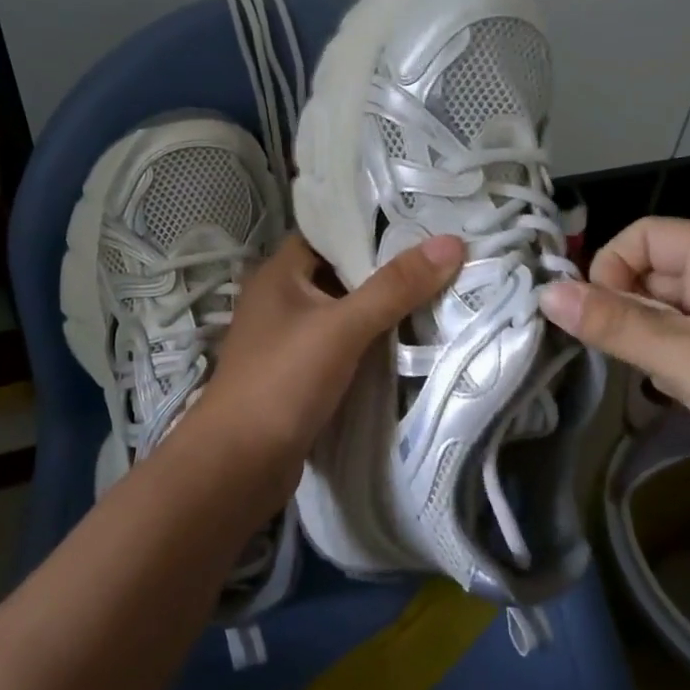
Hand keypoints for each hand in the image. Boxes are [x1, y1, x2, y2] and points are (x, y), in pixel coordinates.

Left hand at [197, 231, 464, 469]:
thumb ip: (395, 287)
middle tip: (441, 260)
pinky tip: (407, 343)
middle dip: (386, 269)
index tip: (422, 223)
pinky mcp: (299, 374)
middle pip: (341, 272)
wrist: (237, 467)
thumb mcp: (342, 327)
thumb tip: (451, 243)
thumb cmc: (283, 382)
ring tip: (437, 294)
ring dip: (381, 309)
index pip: (329, 232)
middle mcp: (281, 299)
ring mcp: (288, 339)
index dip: (372, 226)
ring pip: (344, 311)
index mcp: (280, 273)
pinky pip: (342, 345)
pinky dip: (369, 342)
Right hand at [538, 217, 689, 563]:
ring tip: (648, 374)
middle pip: (652, 270)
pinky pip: (683, 342)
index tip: (597, 315)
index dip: (611, 266)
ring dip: (642, 337)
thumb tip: (544, 293)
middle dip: (624, 306)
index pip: (644, 234)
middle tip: (617, 352)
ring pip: (664, 310)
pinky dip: (665, 360)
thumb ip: (613, 323)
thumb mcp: (685, 358)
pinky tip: (670, 392)